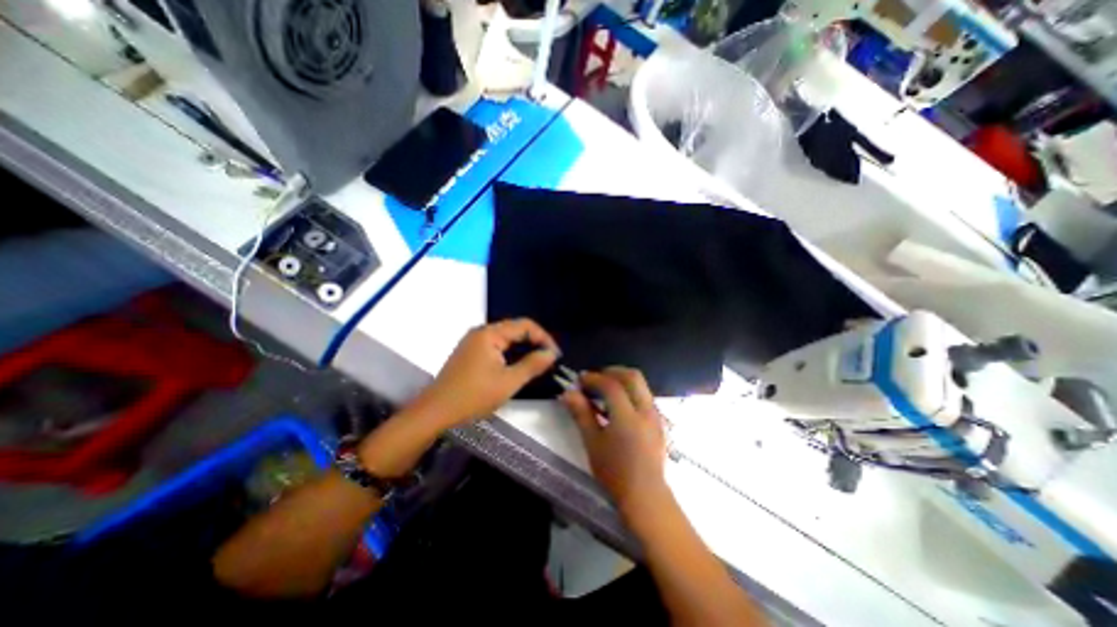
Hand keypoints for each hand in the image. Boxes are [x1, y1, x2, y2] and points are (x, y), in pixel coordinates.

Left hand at [409, 321, 559, 427]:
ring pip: (506, 339)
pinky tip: (517, 366)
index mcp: (490, 333)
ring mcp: (473, 342)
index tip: (555, 354)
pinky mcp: (469, 353)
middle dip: (534, 342)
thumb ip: (532, 365)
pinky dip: (510, 354)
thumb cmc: (473, 396)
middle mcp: (481, 332)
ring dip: (523, 348)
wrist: (435, 412)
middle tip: (549, 359)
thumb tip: (551, 354)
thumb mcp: (508, 382)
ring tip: (538, 363)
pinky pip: (496, 346)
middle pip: (515, 330)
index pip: (525, 325)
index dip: (544, 337)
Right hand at [563, 368, 666, 518]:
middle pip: (632, 376)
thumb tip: (568, 393)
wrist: (645, 497)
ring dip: (622, 380)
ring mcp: (655, 415)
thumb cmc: (614, 473)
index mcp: (628, 417)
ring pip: (641, 385)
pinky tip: (618, 405)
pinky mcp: (659, 422)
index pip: (611, 385)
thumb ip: (581, 414)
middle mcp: (646, 410)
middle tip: (595, 378)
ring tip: (605, 389)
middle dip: (612, 371)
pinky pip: (645, 396)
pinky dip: (630, 391)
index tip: (580, 380)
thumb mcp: (593, 443)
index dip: (594, 378)